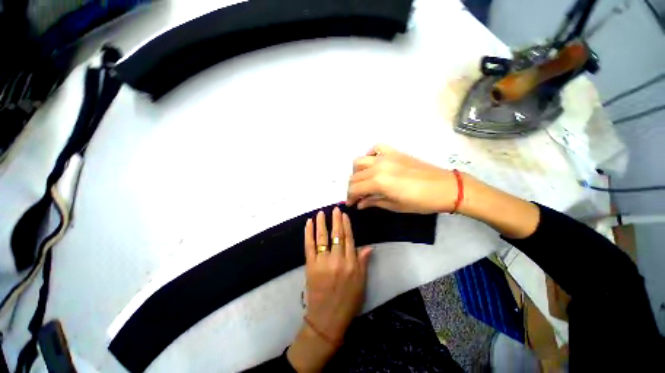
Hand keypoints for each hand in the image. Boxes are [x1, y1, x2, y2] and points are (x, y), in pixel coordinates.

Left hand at [287, 208, 371, 371]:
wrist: (327, 319)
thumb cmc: (348, 301)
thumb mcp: (361, 283)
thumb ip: (363, 263)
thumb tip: (368, 246)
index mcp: (351, 264)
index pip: (349, 238)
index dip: (346, 225)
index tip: (344, 215)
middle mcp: (338, 260)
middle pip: (337, 235)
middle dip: (336, 220)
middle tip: (335, 208)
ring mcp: (323, 262)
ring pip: (322, 237)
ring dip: (321, 223)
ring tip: (321, 212)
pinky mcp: (311, 266)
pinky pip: (309, 245)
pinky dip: (308, 233)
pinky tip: (309, 223)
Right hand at [347, 145, 460, 213]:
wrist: (445, 187)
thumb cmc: (420, 202)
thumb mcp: (394, 205)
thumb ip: (373, 202)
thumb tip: (359, 204)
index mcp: (378, 182)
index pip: (355, 188)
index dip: (350, 197)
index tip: (351, 204)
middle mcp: (378, 166)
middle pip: (355, 175)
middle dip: (352, 188)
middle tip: (357, 197)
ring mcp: (386, 156)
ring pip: (360, 161)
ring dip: (357, 172)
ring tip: (363, 181)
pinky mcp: (394, 152)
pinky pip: (375, 148)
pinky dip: (370, 155)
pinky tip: (373, 164)